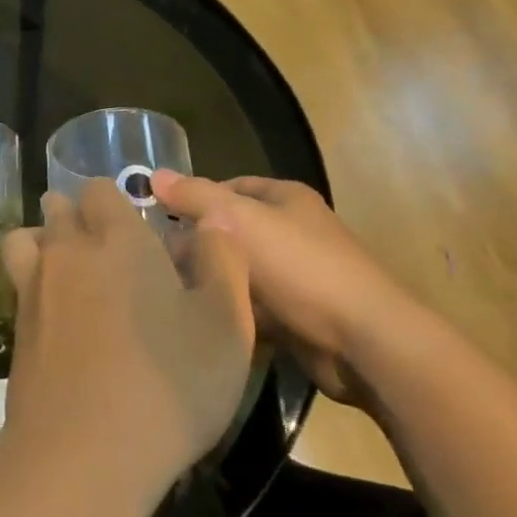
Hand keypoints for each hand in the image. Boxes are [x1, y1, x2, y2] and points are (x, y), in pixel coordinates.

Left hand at [0, 180, 254, 502]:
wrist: (86, 450)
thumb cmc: (170, 382)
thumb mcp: (226, 325)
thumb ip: (223, 262)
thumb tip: (213, 222)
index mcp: (119, 239)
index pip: (100, 189)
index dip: (116, 201)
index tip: (137, 228)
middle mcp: (68, 250)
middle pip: (58, 207)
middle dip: (77, 215)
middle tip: (108, 251)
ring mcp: (33, 287)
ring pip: (26, 238)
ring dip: (43, 241)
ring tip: (71, 272)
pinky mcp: (16, 327)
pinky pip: (17, 283)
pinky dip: (32, 284)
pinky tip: (57, 317)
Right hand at [151, 172, 420, 407]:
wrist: (363, 341)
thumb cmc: (299, 267)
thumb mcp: (239, 220)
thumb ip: (195, 196)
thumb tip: (153, 175)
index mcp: (286, 199)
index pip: (229, 188)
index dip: (196, 199)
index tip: (160, 220)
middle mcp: (294, 231)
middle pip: (233, 232)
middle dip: (200, 246)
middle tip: (159, 263)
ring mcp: (299, 276)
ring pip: (241, 273)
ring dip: (215, 282)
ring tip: (172, 293)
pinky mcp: (299, 317)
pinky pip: (254, 308)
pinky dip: (233, 312)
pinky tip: (203, 321)